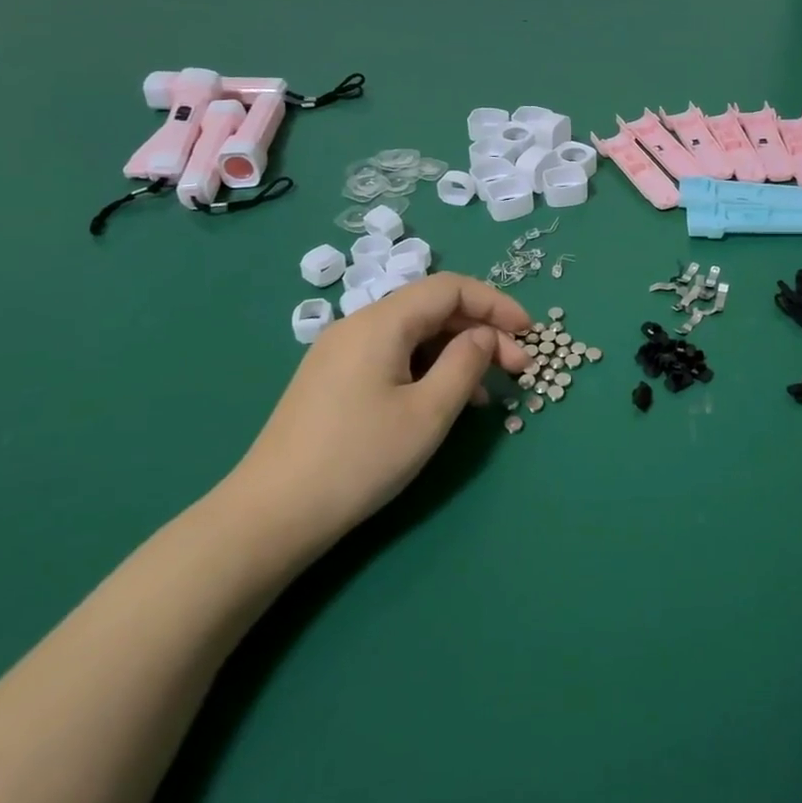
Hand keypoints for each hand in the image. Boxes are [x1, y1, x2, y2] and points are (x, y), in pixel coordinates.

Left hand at [219, 274, 530, 571]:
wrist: (272, 514)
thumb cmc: (359, 459)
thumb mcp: (428, 413)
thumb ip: (466, 364)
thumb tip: (485, 336)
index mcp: (381, 322)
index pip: (450, 288)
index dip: (495, 303)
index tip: (529, 333)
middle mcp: (358, 325)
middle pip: (432, 309)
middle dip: (481, 332)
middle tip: (518, 369)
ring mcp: (341, 352)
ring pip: (414, 335)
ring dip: (457, 353)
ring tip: (490, 391)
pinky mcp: (333, 379)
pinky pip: (393, 357)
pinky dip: (428, 368)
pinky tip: (446, 401)